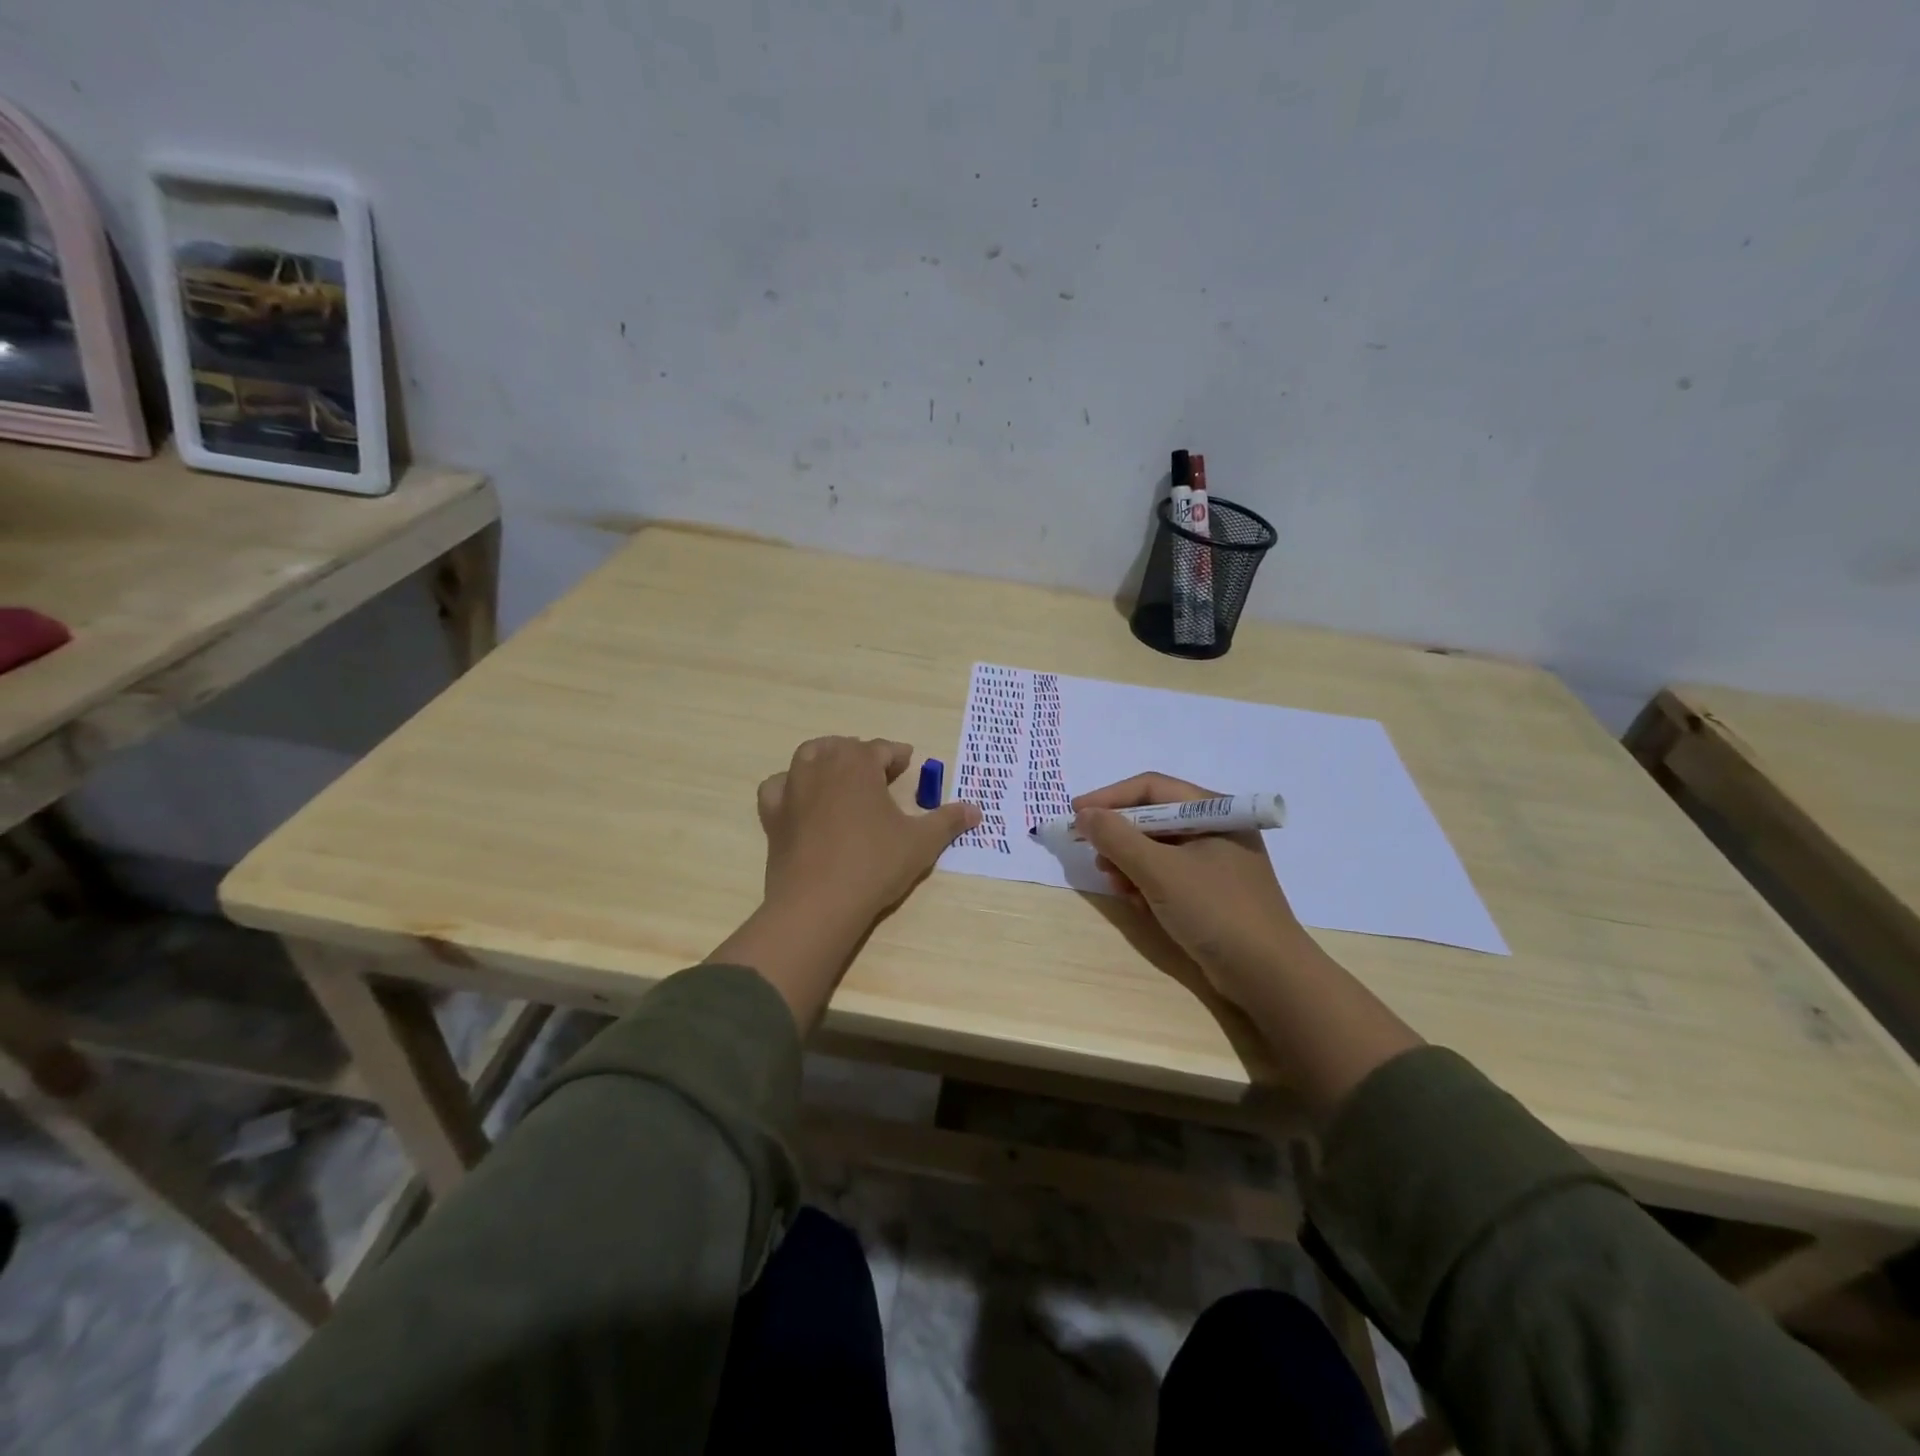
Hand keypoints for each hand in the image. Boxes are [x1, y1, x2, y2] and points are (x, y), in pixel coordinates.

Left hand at [757, 736, 980, 922]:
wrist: (819, 903)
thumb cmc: (874, 864)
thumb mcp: (921, 842)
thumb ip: (948, 821)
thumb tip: (976, 809)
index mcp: (858, 763)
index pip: (881, 749)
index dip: (898, 755)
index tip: (908, 763)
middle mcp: (822, 765)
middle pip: (844, 747)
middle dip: (863, 755)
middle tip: (880, 774)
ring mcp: (792, 788)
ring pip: (808, 757)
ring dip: (827, 760)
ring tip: (842, 777)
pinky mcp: (773, 814)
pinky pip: (778, 787)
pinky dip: (790, 787)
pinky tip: (802, 801)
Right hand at [1076, 772, 1422, 1116]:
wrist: (1269, 976)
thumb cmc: (1216, 911)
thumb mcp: (1160, 871)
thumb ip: (1118, 838)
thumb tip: (1084, 814)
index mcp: (1214, 811)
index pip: (1152, 788)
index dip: (1109, 797)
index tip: (1075, 814)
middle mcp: (1216, 829)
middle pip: (1153, 817)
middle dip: (1119, 836)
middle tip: (1093, 855)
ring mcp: (1215, 862)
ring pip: (1157, 848)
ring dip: (1129, 862)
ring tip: (1114, 883)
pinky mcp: (1211, 891)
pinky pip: (1168, 874)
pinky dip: (1146, 882)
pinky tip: (1136, 901)